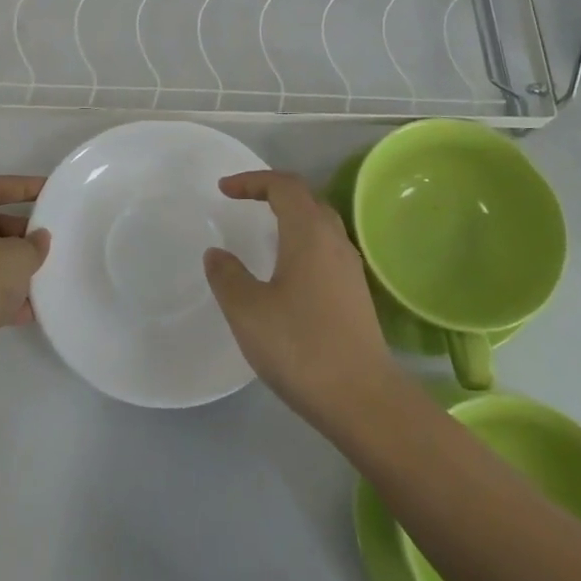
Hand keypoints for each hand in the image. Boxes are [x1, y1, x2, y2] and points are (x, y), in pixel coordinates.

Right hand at [203, 171, 395, 422]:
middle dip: (273, 193)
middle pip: (307, 199)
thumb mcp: (248, 311)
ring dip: (290, 218)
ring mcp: (350, 269)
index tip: (224, 190)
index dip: (253, 180)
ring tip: (262, 232)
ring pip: (320, 225)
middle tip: (243, 202)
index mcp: (309, 234)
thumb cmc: (300, 346)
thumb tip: (217, 254)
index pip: (285, 186)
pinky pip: (326, 250)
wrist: (362, 399)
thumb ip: (227, 276)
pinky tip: (286, 271)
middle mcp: (335, 242)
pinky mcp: (356, 295)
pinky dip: (301, 243)